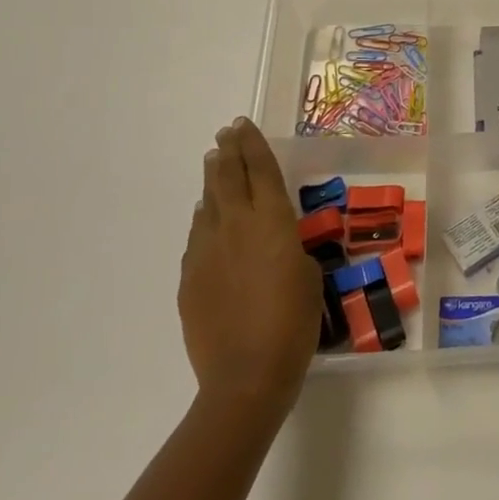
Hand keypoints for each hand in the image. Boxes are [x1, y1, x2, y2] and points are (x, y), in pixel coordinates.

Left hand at [180, 118, 320, 415]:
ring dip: (213, 181)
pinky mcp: (190, 278)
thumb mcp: (308, 275)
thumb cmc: (293, 322)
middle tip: (226, 134)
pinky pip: (198, 236)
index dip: (252, 144)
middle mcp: (236, 226)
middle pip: (228, 178)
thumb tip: (273, 242)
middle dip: (228, 152)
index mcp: (272, 222)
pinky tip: (206, 217)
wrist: (246, 375)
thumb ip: (290, 248)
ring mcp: (207, 251)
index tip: (243, 124)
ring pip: (208, 203)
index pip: (260, 170)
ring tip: (214, 164)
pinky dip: (204, 219)